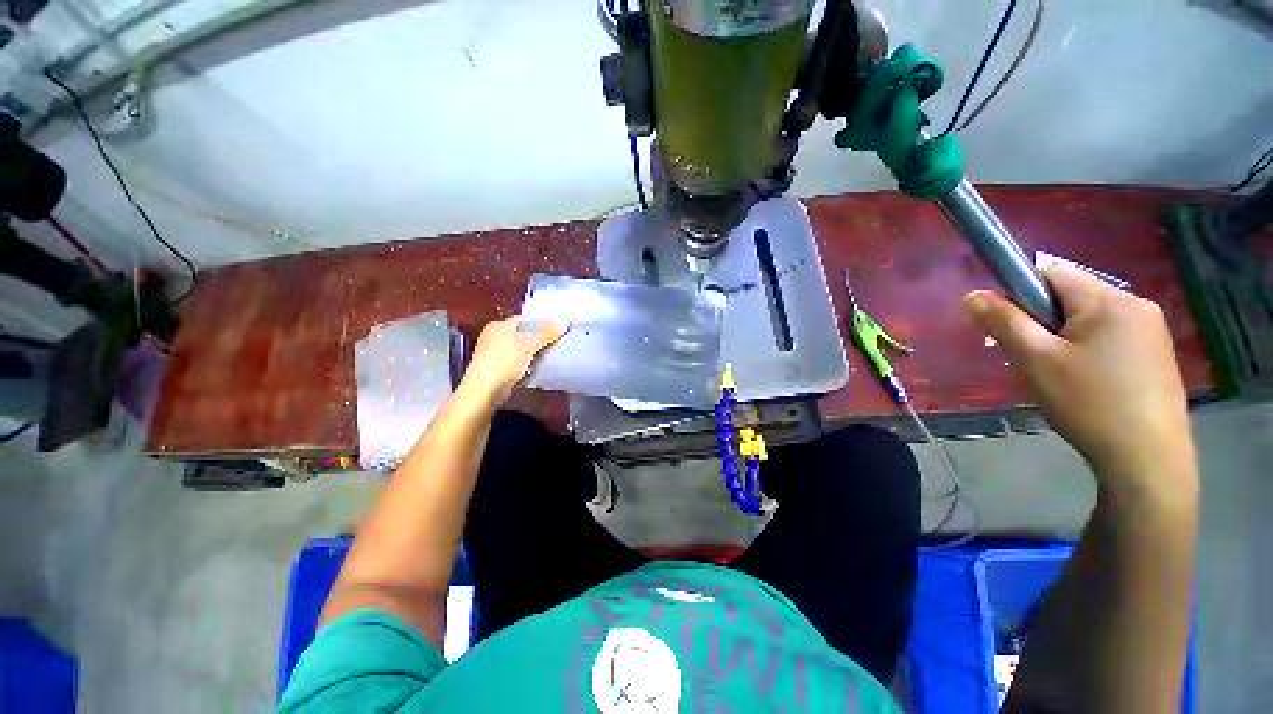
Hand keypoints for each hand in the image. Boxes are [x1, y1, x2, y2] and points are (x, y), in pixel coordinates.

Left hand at [459, 317, 568, 406]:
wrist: (485, 390)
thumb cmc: (504, 360)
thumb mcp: (528, 344)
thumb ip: (546, 333)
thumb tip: (564, 322)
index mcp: (498, 325)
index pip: (523, 319)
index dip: (539, 322)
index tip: (555, 329)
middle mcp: (493, 336)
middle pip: (521, 334)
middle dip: (538, 338)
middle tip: (556, 342)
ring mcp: (493, 353)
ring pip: (519, 348)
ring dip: (532, 352)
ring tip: (550, 354)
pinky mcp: (495, 368)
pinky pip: (515, 361)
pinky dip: (526, 363)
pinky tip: (536, 368)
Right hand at [962, 264, 1194, 500]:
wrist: (1148, 461)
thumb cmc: (1089, 404)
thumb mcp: (1036, 360)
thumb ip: (1003, 322)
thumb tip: (971, 295)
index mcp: (1108, 299)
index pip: (1049, 273)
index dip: (1019, 294)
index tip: (1009, 329)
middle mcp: (1135, 304)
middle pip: (1069, 297)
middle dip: (1040, 321)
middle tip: (1029, 359)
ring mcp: (1151, 330)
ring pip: (1087, 319)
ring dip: (1061, 338)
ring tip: (1055, 376)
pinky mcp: (1156, 355)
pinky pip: (1108, 337)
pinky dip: (1085, 351)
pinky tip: (1084, 383)